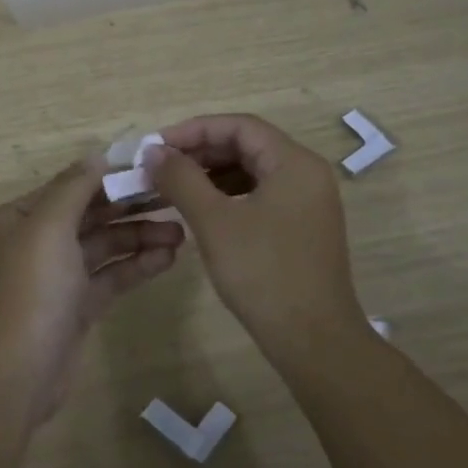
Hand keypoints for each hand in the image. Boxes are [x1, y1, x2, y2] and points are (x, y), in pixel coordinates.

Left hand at [0, 157, 183, 426]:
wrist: (13, 377)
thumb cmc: (30, 292)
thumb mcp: (48, 228)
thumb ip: (74, 188)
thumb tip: (99, 155)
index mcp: (23, 217)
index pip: (74, 185)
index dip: (112, 176)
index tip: (156, 170)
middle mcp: (38, 240)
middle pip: (92, 213)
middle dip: (132, 207)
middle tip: (177, 200)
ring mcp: (59, 275)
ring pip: (106, 245)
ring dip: (141, 237)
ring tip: (182, 234)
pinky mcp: (78, 306)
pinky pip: (111, 276)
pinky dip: (137, 266)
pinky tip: (168, 259)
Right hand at [146, 114, 365, 366]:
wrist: (313, 340)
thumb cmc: (263, 273)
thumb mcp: (214, 222)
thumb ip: (182, 179)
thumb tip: (153, 152)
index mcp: (294, 163)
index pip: (239, 126)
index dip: (194, 130)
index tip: (156, 147)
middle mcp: (306, 174)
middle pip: (247, 145)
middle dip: (200, 152)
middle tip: (159, 167)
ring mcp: (307, 202)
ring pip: (252, 172)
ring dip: (211, 174)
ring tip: (172, 187)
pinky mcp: (301, 227)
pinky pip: (260, 195)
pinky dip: (227, 196)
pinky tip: (200, 210)